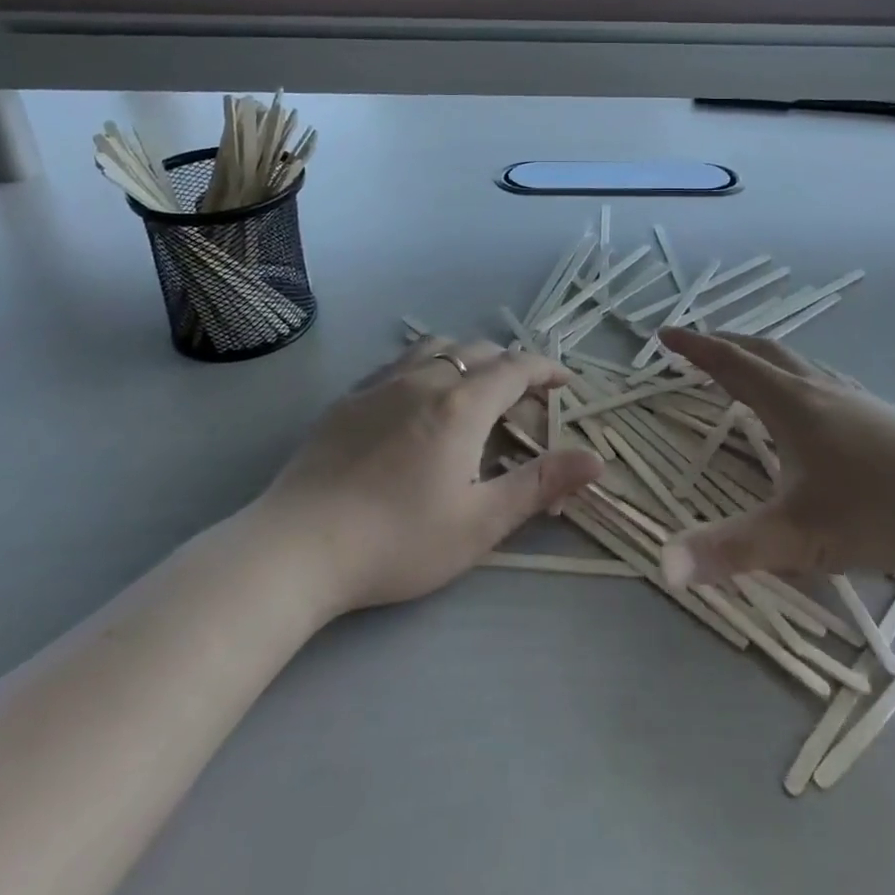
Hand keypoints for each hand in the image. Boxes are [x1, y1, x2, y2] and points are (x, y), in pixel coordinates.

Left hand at [264, 337, 602, 613]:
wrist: (298, 547)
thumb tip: (595, 459)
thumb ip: (540, 485)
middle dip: (511, 366)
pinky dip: (426, 366)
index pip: (516, 368)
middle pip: (479, 351)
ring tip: (475, 387)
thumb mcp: (480, 522)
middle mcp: (425, 380)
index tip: (565, 382)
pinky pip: (398, 363)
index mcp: (462, 405)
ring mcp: (381, 385)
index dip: (546, 369)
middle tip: (525, 398)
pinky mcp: (349, 399)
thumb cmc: (399, 540)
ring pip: (436, 348)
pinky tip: (418, 398)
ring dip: (467, 358)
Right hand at [656, 329, 894, 599]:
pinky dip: (796, 377)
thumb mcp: (800, 535)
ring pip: (798, 363)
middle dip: (726, 344)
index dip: (695, 349)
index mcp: (792, 404)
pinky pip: (824, 381)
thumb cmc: (882, 509)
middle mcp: (820, 390)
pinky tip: (812, 403)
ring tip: (748, 367)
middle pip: (764, 352)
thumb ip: (731, 550)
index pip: (731, 365)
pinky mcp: (883, 417)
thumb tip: (663, 565)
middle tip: (697, 344)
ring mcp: (856, 400)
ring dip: (763, 357)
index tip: (665, 335)